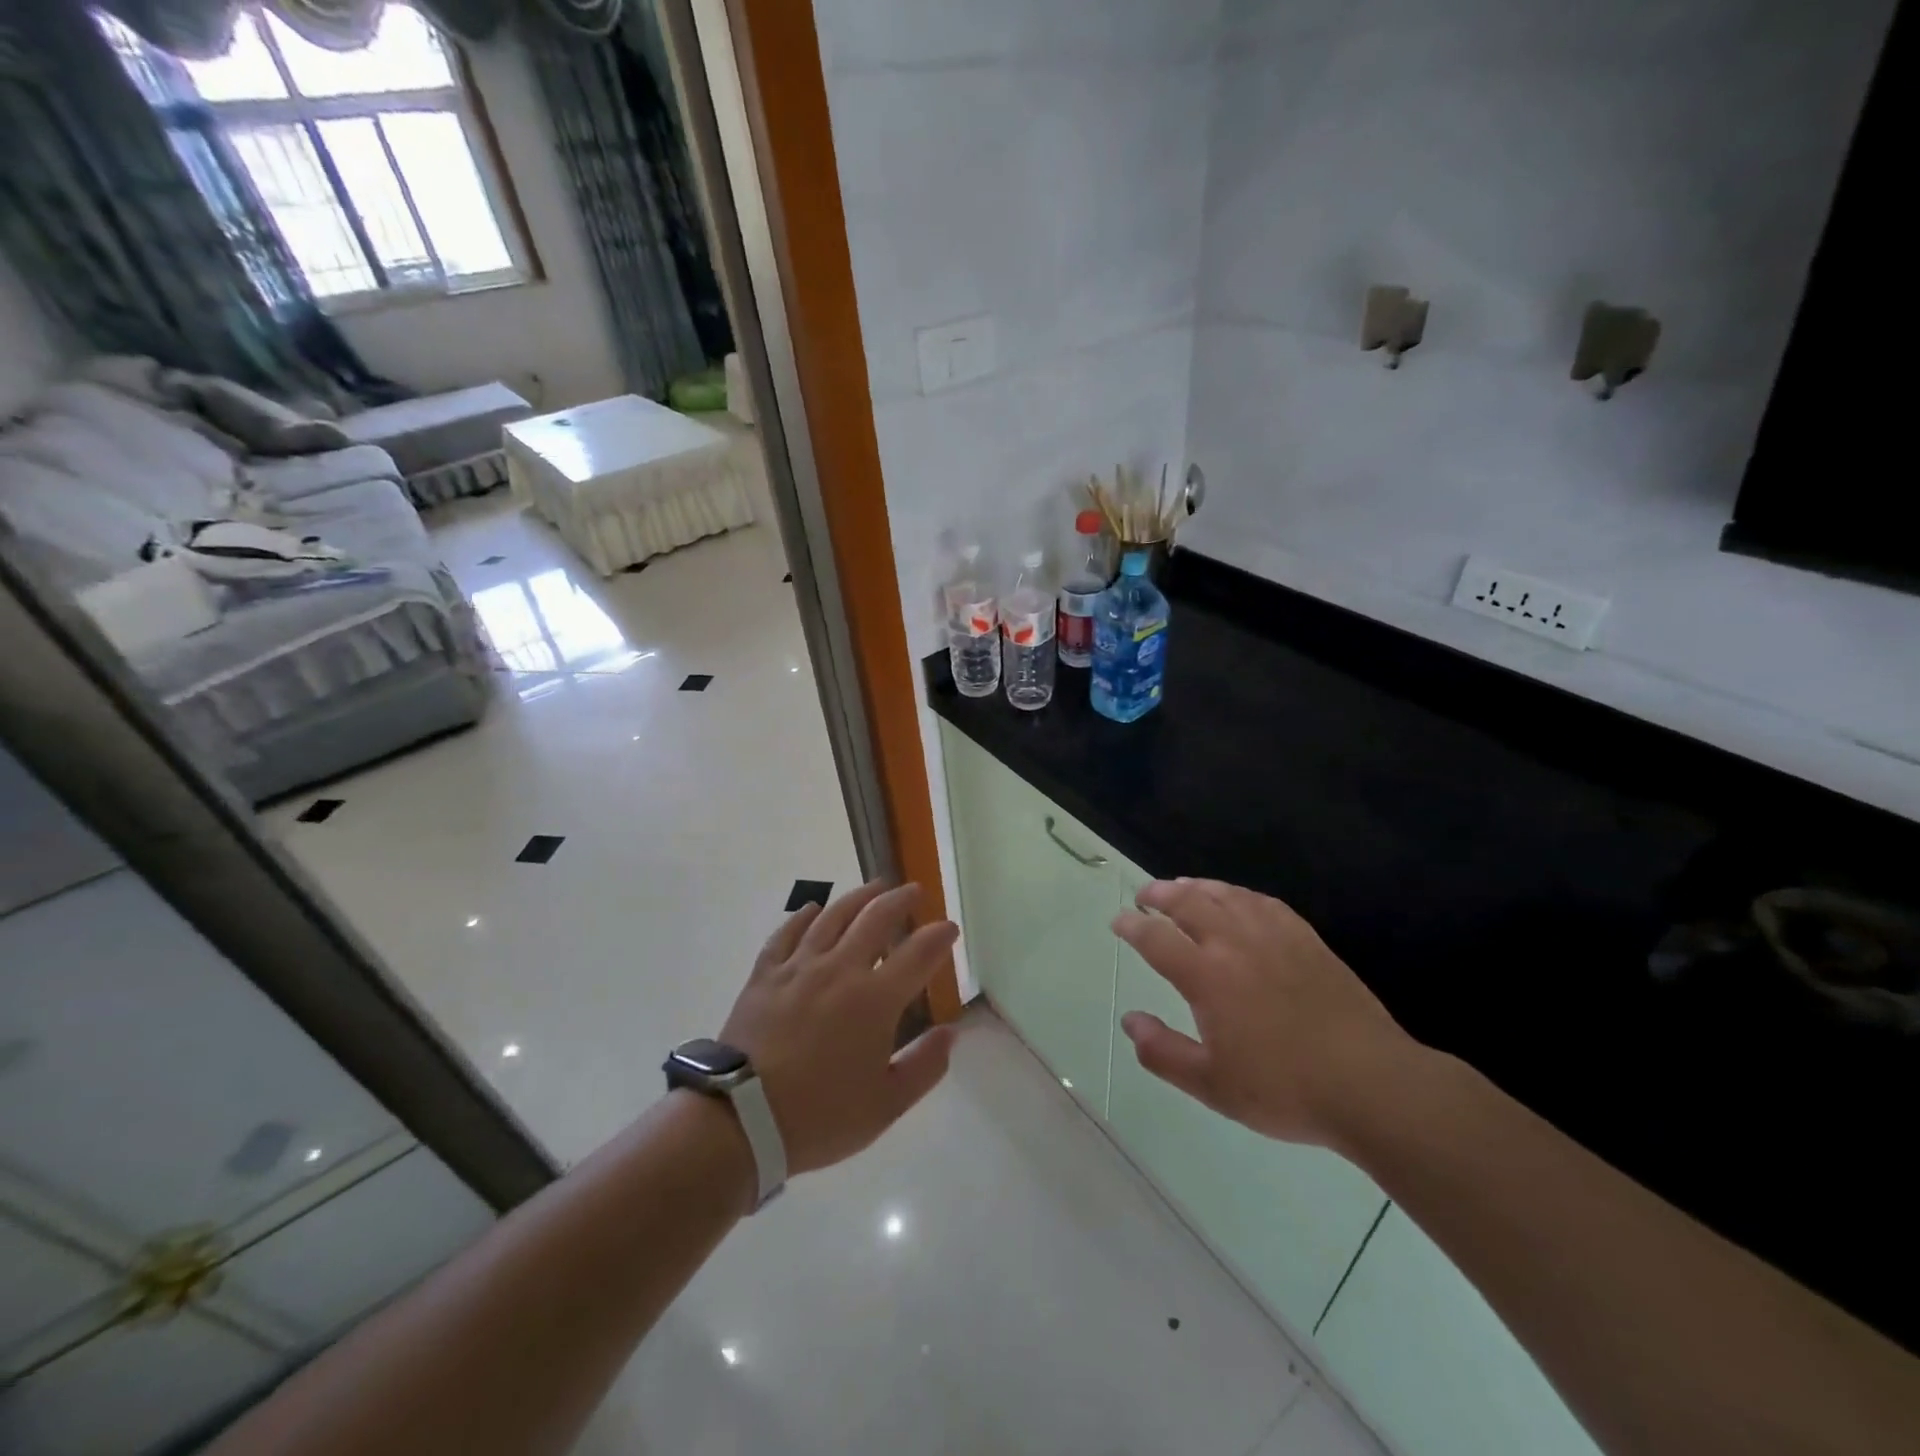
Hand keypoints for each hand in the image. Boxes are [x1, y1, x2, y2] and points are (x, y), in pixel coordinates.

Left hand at [720, 880, 958, 1176]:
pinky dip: (803, 916)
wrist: (742, 1120)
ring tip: (874, 887)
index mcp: (874, 1000)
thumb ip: (925, 1066)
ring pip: (833, 916)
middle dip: (901, 900)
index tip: (949, 928)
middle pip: (876, 918)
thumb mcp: (886, 1104)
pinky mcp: (765, 974)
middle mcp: (840, 969)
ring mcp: (799, 967)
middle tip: (914, 891)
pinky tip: (813, 908)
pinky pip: (787, 933)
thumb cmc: (820, 1116)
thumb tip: (951, 1033)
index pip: (918, 954)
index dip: (938, 936)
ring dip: (858, 897)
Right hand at [1114, 878, 1418, 1148]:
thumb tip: (1130, 1021)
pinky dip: (1239, 894)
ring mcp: (1274, 936)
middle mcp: (1235, 943)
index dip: (1132, 925)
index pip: (1156, 938)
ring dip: (1196, 886)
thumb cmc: (1284, 1089)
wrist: (1369, 1084)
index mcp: (1207, 976)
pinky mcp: (1306, 939)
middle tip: (1145, 895)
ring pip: (1226, 894)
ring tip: (1182, 887)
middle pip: (1188, 902)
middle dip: (1160, 894)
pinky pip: (1264, 902)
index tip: (1118, 921)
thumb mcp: (1212, 1085)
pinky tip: (1237, 899)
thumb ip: (1162, 1052)